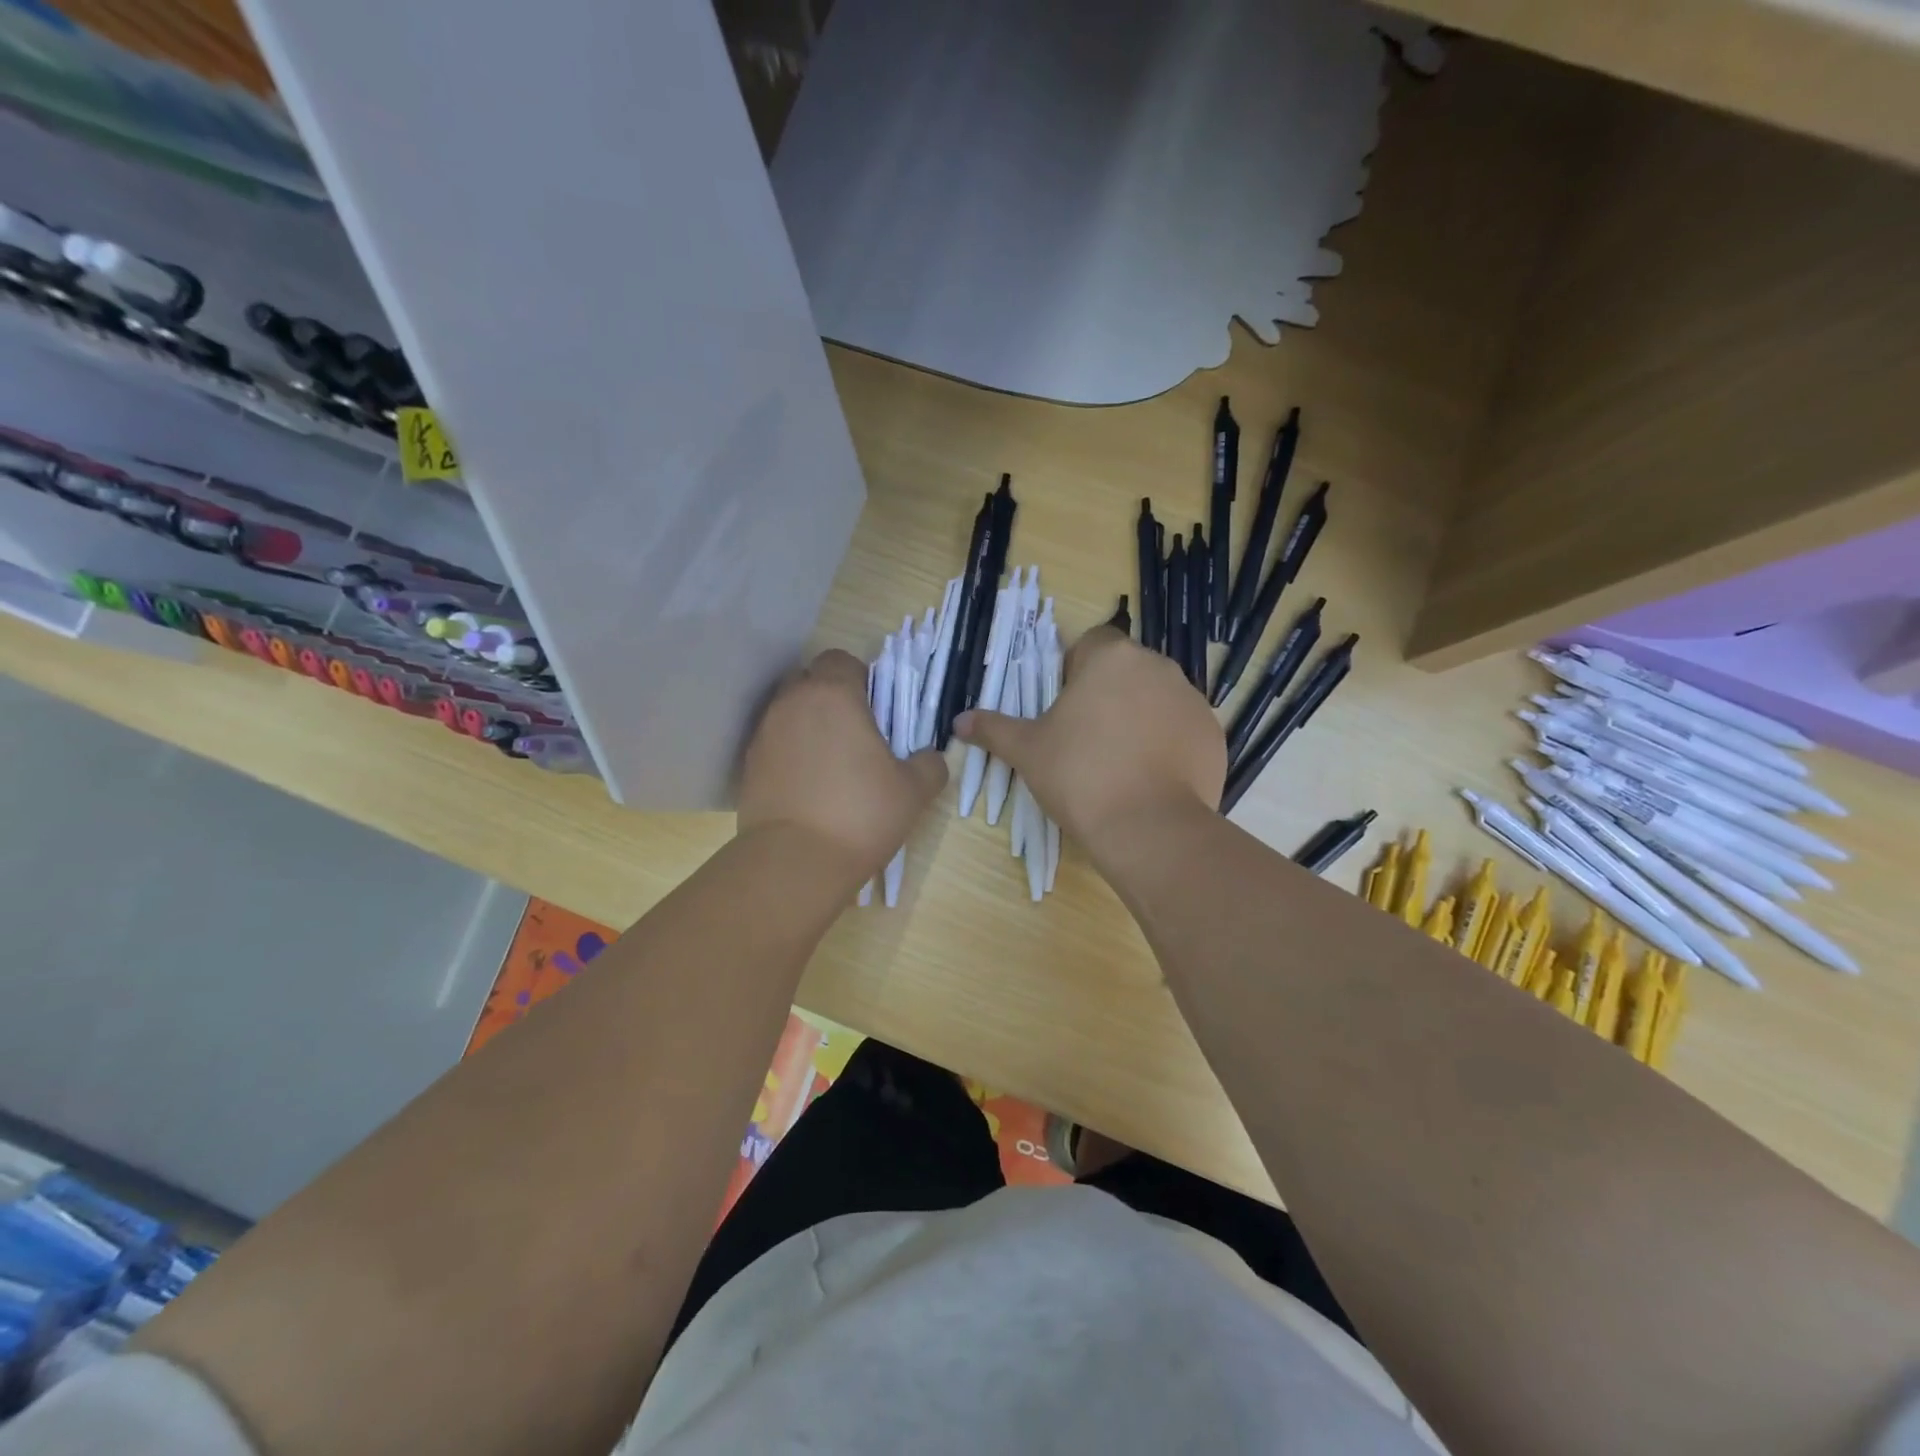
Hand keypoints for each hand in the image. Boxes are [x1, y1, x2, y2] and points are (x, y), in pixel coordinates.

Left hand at [738, 649, 947, 880]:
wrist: (795, 862)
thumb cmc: (861, 814)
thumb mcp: (913, 791)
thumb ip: (929, 764)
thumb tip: (931, 757)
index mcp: (833, 695)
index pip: (840, 659)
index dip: (860, 677)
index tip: (876, 708)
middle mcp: (792, 703)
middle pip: (809, 680)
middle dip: (830, 697)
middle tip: (855, 733)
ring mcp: (764, 733)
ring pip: (788, 711)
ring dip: (808, 725)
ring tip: (830, 763)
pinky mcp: (748, 765)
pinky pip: (774, 743)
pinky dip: (790, 753)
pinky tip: (808, 785)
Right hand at [955, 627, 1223, 852]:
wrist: (1148, 828)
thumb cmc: (1080, 775)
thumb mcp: (1027, 751)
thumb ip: (993, 728)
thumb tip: (957, 721)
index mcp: (1112, 657)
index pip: (1092, 643)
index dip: (1074, 671)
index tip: (1064, 707)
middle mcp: (1158, 666)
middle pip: (1125, 670)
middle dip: (1107, 695)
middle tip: (1085, 738)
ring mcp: (1192, 700)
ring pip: (1155, 698)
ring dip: (1138, 717)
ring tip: (1118, 761)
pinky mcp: (1212, 734)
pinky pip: (1181, 728)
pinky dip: (1166, 744)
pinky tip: (1149, 777)